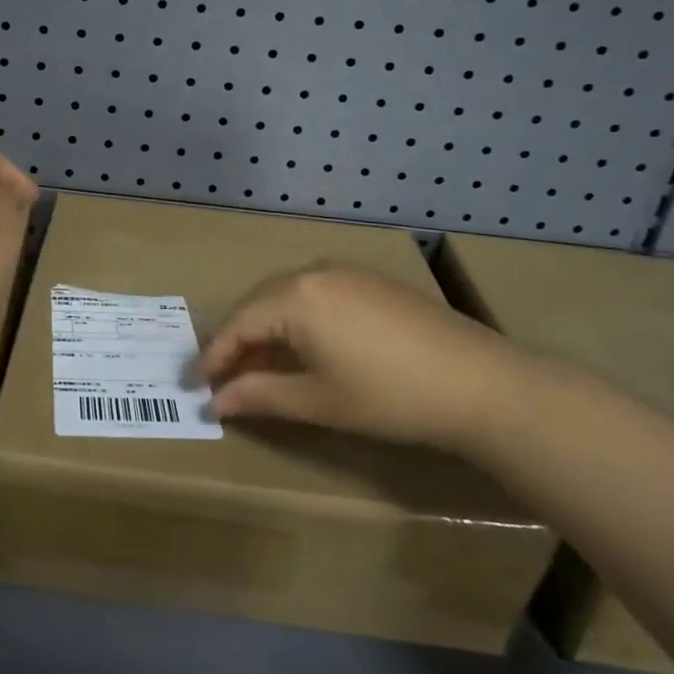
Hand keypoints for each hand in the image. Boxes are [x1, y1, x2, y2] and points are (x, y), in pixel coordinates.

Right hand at [198, 265, 538, 452]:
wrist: (479, 383)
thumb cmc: (388, 396)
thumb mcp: (317, 401)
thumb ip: (259, 395)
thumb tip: (216, 401)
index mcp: (294, 297)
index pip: (237, 324)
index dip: (214, 355)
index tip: (194, 383)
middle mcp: (313, 272)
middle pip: (258, 303)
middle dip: (237, 339)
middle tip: (221, 375)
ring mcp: (346, 273)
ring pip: (287, 296)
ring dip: (266, 328)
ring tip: (258, 363)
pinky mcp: (371, 282)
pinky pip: (316, 294)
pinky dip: (297, 319)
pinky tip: (303, 346)